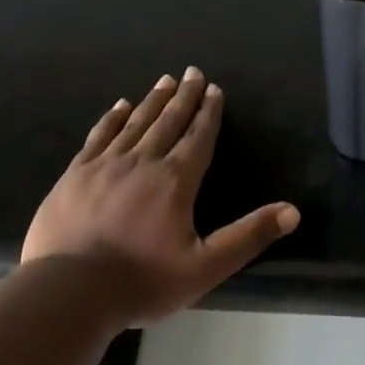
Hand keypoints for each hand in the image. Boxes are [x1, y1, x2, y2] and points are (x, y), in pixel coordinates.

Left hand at [21, 70, 299, 325]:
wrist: (71, 291)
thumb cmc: (143, 282)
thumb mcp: (206, 267)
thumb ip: (248, 237)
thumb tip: (293, 212)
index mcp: (175, 182)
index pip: (198, 139)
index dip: (209, 114)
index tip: (215, 89)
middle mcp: (141, 163)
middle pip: (167, 122)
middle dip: (184, 97)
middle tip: (193, 73)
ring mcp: (104, 166)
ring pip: (134, 123)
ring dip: (152, 101)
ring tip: (164, 81)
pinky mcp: (74, 175)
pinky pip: (99, 136)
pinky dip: (112, 118)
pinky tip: (120, 106)